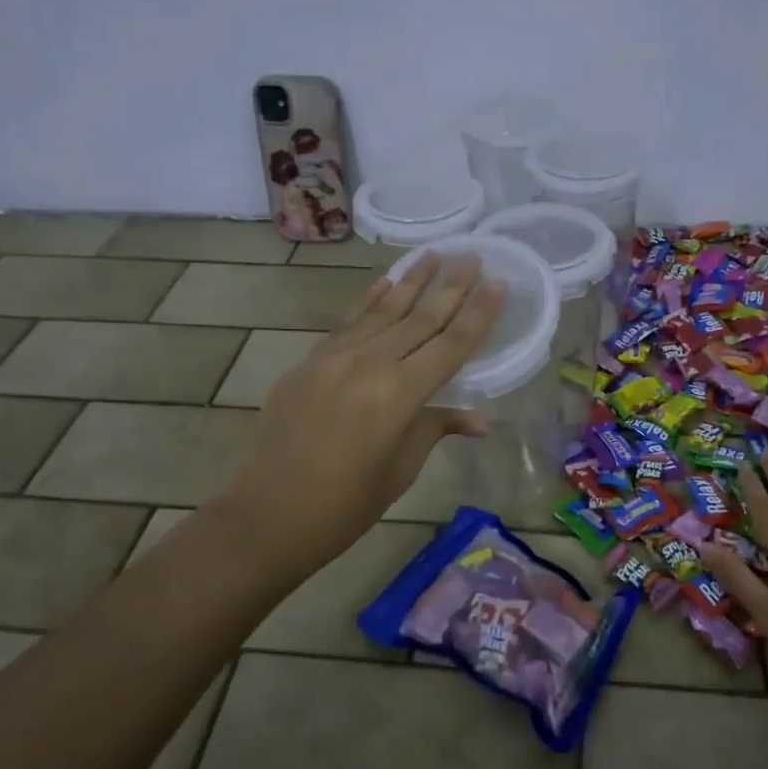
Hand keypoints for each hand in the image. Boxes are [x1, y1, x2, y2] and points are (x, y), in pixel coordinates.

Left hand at [212, 254, 504, 577]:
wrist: (268, 514)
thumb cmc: (345, 505)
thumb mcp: (400, 468)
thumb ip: (435, 429)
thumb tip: (479, 419)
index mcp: (400, 393)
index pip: (451, 344)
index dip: (478, 314)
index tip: (498, 283)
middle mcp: (369, 363)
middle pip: (420, 318)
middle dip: (450, 287)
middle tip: (473, 256)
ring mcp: (335, 358)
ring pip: (383, 311)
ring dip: (411, 282)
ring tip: (434, 254)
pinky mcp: (310, 362)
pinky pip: (348, 323)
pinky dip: (369, 301)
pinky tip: (385, 282)